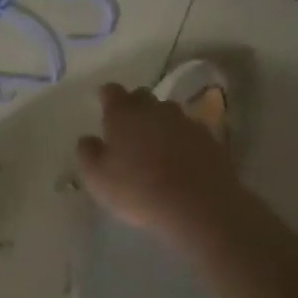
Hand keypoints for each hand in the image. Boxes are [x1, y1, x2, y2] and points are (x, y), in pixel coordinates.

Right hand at [76, 82, 243, 243]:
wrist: (199, 206)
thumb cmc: (138, 190)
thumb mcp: (97, 178)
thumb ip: (87, 153)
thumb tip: (88, 138)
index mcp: (124, 113)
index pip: (111, 91)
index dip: (106, 97)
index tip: (103, 106)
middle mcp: (155, 109)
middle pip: (142, 97)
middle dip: (134, 107)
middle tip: (128, 128)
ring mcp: (186, 121)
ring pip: (168, 113)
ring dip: (160, 123)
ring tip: (155, 146)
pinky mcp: (210, 138)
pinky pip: (190, 131)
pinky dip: (182, 140)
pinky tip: (180, 159)